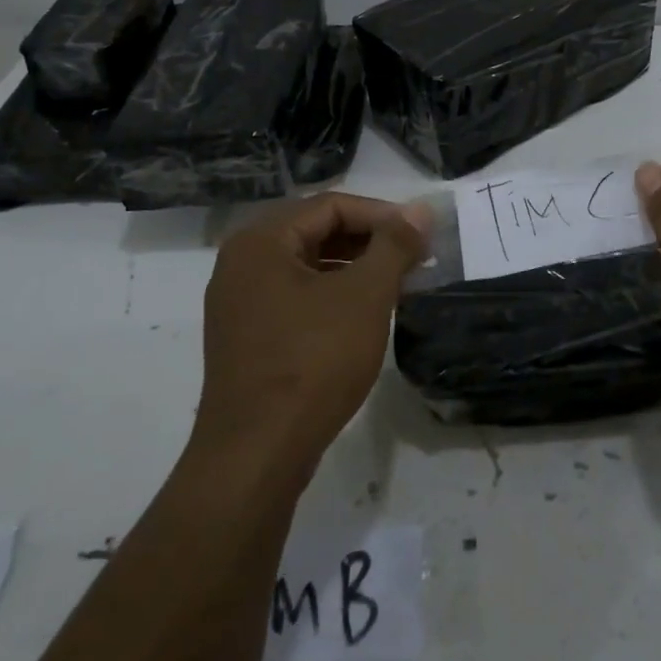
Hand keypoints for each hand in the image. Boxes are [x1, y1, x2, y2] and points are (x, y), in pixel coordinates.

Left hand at [194, 193, 430, 479]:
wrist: (257, 455)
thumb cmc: (313, 362)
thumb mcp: (365, 296)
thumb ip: (394, 245)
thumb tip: (421, 209)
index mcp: (261, 241)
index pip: (331, 206)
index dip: (382, 214)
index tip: (422, 235)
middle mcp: (241, 263)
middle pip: (316, 232)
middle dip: (369, 241)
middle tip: (413, 257)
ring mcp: (239, 303)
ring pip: (307, 266)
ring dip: (353, 268)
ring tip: (396, 284)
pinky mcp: (246, 338)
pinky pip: (295, 297)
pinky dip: (332, 296)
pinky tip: (363, 315)